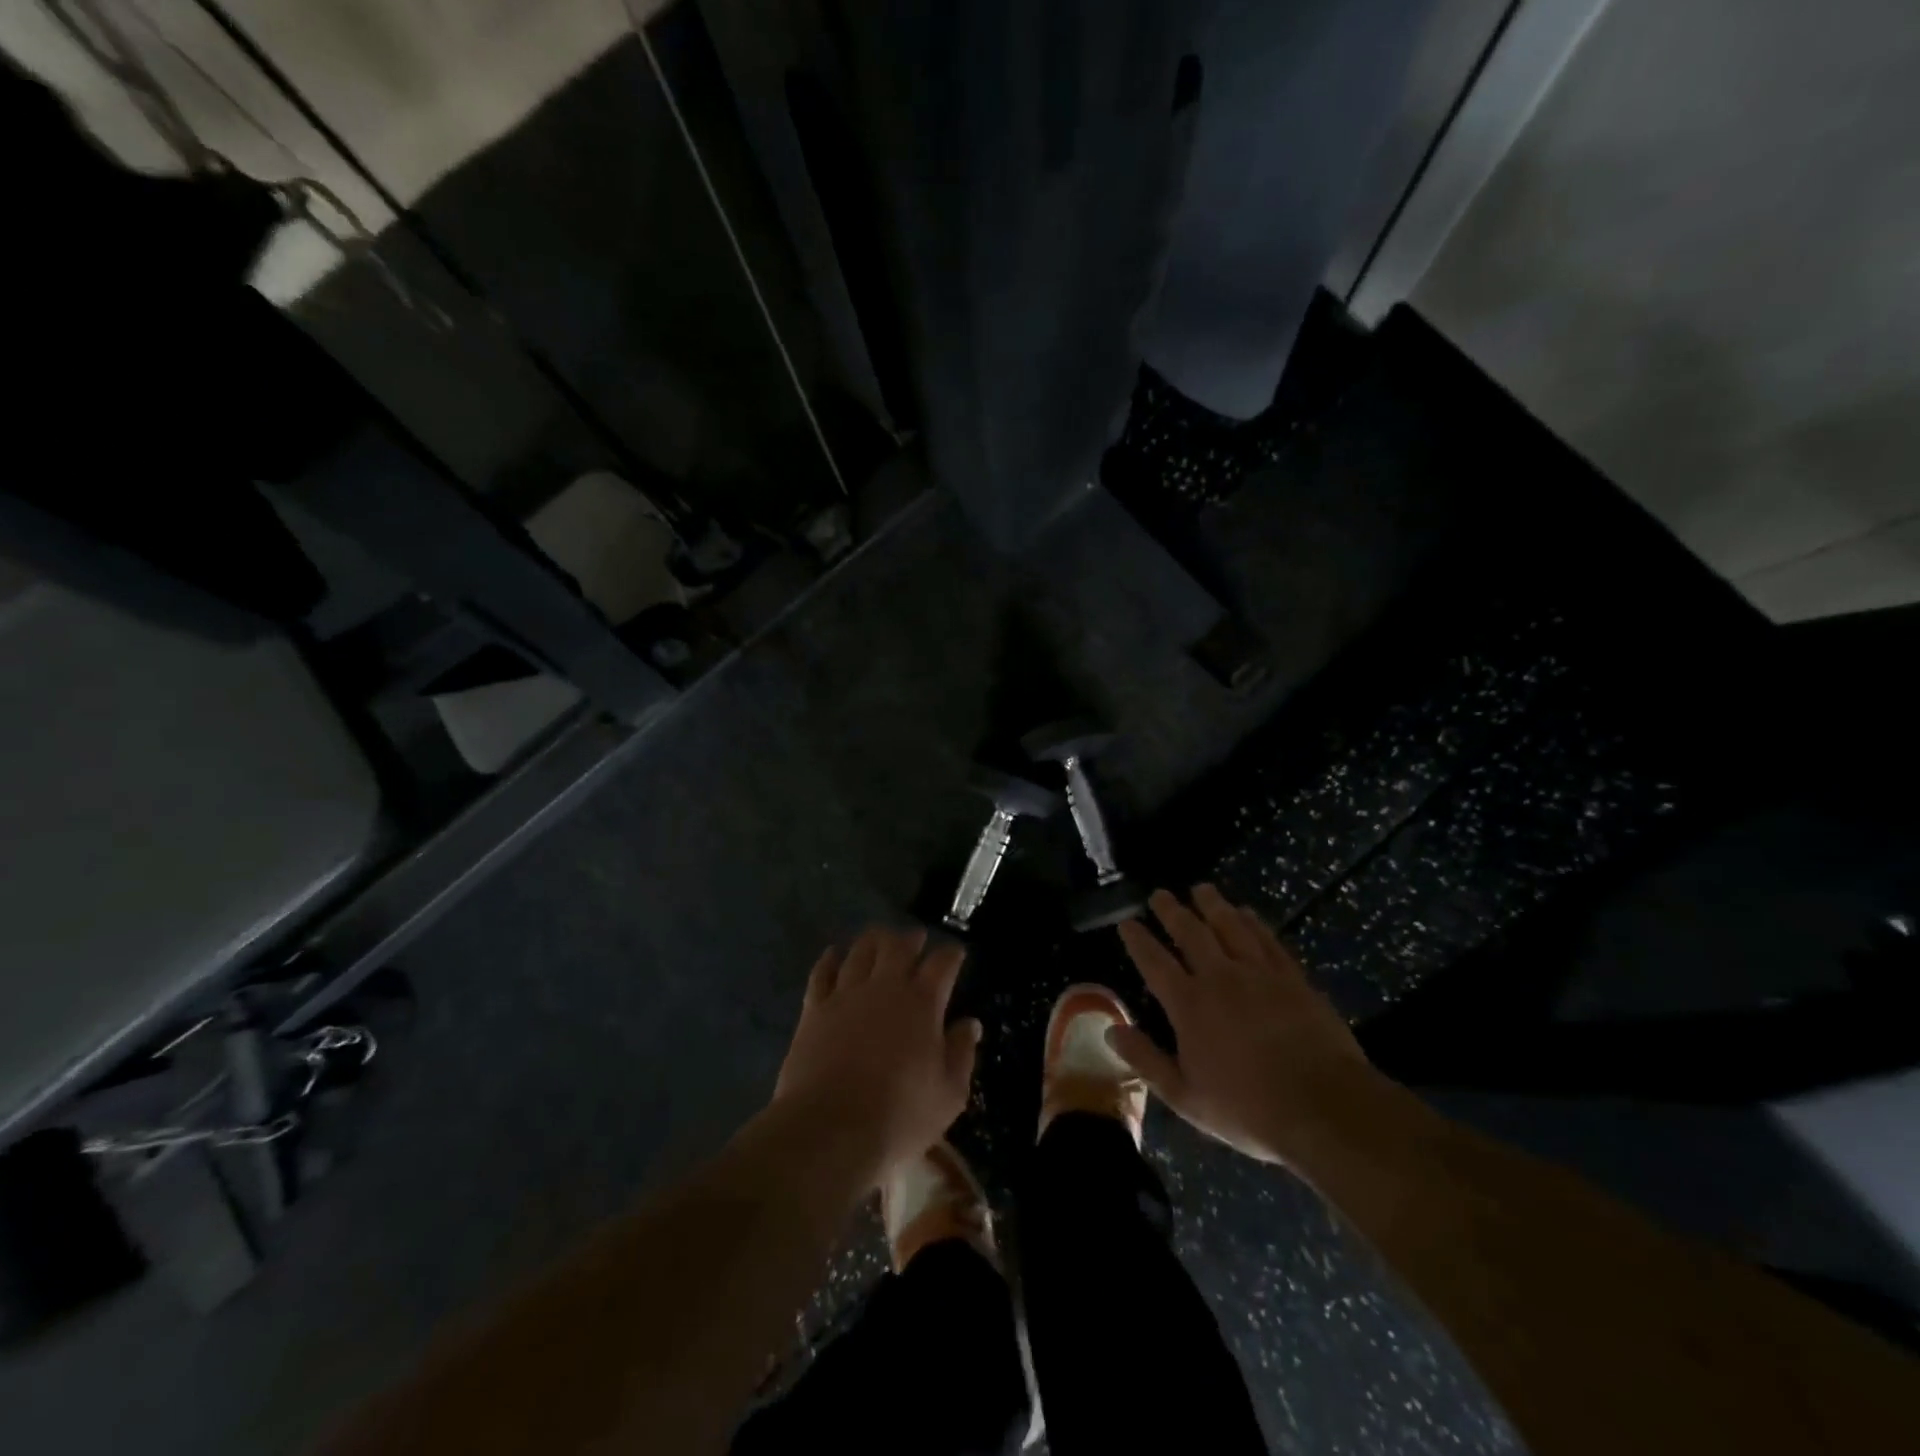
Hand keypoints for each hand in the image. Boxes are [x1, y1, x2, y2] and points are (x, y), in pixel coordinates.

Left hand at [773, 926, 980, 1187]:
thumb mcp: (948, 1094)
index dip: (952, 954)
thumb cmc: (899, 1116)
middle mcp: (885, 987)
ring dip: (874, 940)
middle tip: (916, 938)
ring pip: (861, 951)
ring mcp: (846, 994)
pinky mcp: (815, 1009)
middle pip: (898, 946)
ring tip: (880, 937)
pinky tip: (834, 953)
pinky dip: (830, 959)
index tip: (957, 953)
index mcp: (922, 1003)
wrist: (830, 1130)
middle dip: (911, 938)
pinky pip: (822, 972)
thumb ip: (961, 1053)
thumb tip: (970, 1024)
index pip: (942, 964)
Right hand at [1112, 885, 1389, 1168]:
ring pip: (1229, 927)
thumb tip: (1112, 1029)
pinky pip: (1267, 940)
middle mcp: (1220, 978)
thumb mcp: (1186, 1097)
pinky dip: (1253, 922)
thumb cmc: (1248, 1109)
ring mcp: (1259, 974)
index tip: (1127, 922)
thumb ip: (1146, 1060)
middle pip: (1190, 933)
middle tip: (1160, 894)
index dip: (1138, 940)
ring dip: (1212, 905)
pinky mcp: (1292, 978)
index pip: (1154, 962)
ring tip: (1201, 889)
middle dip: (1172, 911)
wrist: (1325, 1108)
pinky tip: (1246, 913)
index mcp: (1189, 1005)